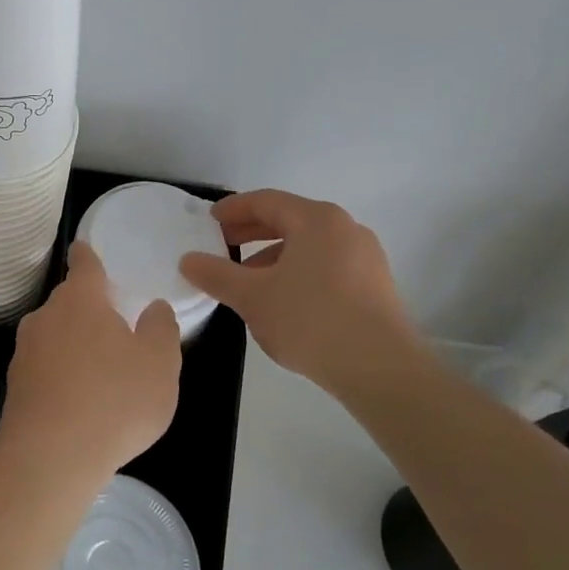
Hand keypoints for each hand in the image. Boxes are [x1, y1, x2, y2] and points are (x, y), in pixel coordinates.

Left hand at [0, 242, 182, 492]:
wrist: (50, 458)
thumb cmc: (114, 400)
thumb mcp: (160, 364)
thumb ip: (161, 329)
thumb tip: (154, 308)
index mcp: (80, 300)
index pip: (84, 264)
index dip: (88, 255)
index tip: (84, 248)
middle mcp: (45, 317)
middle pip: (69, 303)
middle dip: (89, 311)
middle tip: (116, 330)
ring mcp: (24, 352)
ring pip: (54, 337)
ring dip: (74, 346)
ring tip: (101, 375)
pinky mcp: (14, 387)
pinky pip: (44, 370)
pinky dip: (61, 377)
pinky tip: (79, 404)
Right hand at [179, 189, 427, 400]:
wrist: (381, 369)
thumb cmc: (311, 320)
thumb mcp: (252, 297)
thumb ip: (216, 275)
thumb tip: (187, 260)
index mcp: (317, 220)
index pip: (266, 201)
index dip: (233, 209)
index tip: (208, 221)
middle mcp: (345, 229)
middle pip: (290, 220)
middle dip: (252, 232)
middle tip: (222, 245)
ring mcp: (365, 257)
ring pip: (309, 245)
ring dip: (273, 255)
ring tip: (248, 280)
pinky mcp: (375, 286)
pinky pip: (326, 265)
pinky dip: (297, 271)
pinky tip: (282, 300)